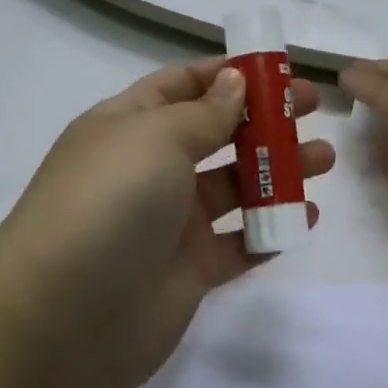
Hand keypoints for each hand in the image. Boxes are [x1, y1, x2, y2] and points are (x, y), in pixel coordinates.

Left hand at [0, 59, 334, 387]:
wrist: (64, 318)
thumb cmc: (109, 202)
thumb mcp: (156, 137)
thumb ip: (205, 112)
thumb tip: (235, 80)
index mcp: (129, 126)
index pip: (182, 86)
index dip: (228, 75)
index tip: (277, 69)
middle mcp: (149, 169)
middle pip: (216, 133)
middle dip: (264, 119)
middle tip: (313, 109)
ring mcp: (170, 222)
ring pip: (234, 187)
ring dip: (278, 170)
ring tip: (323, 160)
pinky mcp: (189, 271)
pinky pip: (239, 243)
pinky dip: (271, 230)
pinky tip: (305, 217)